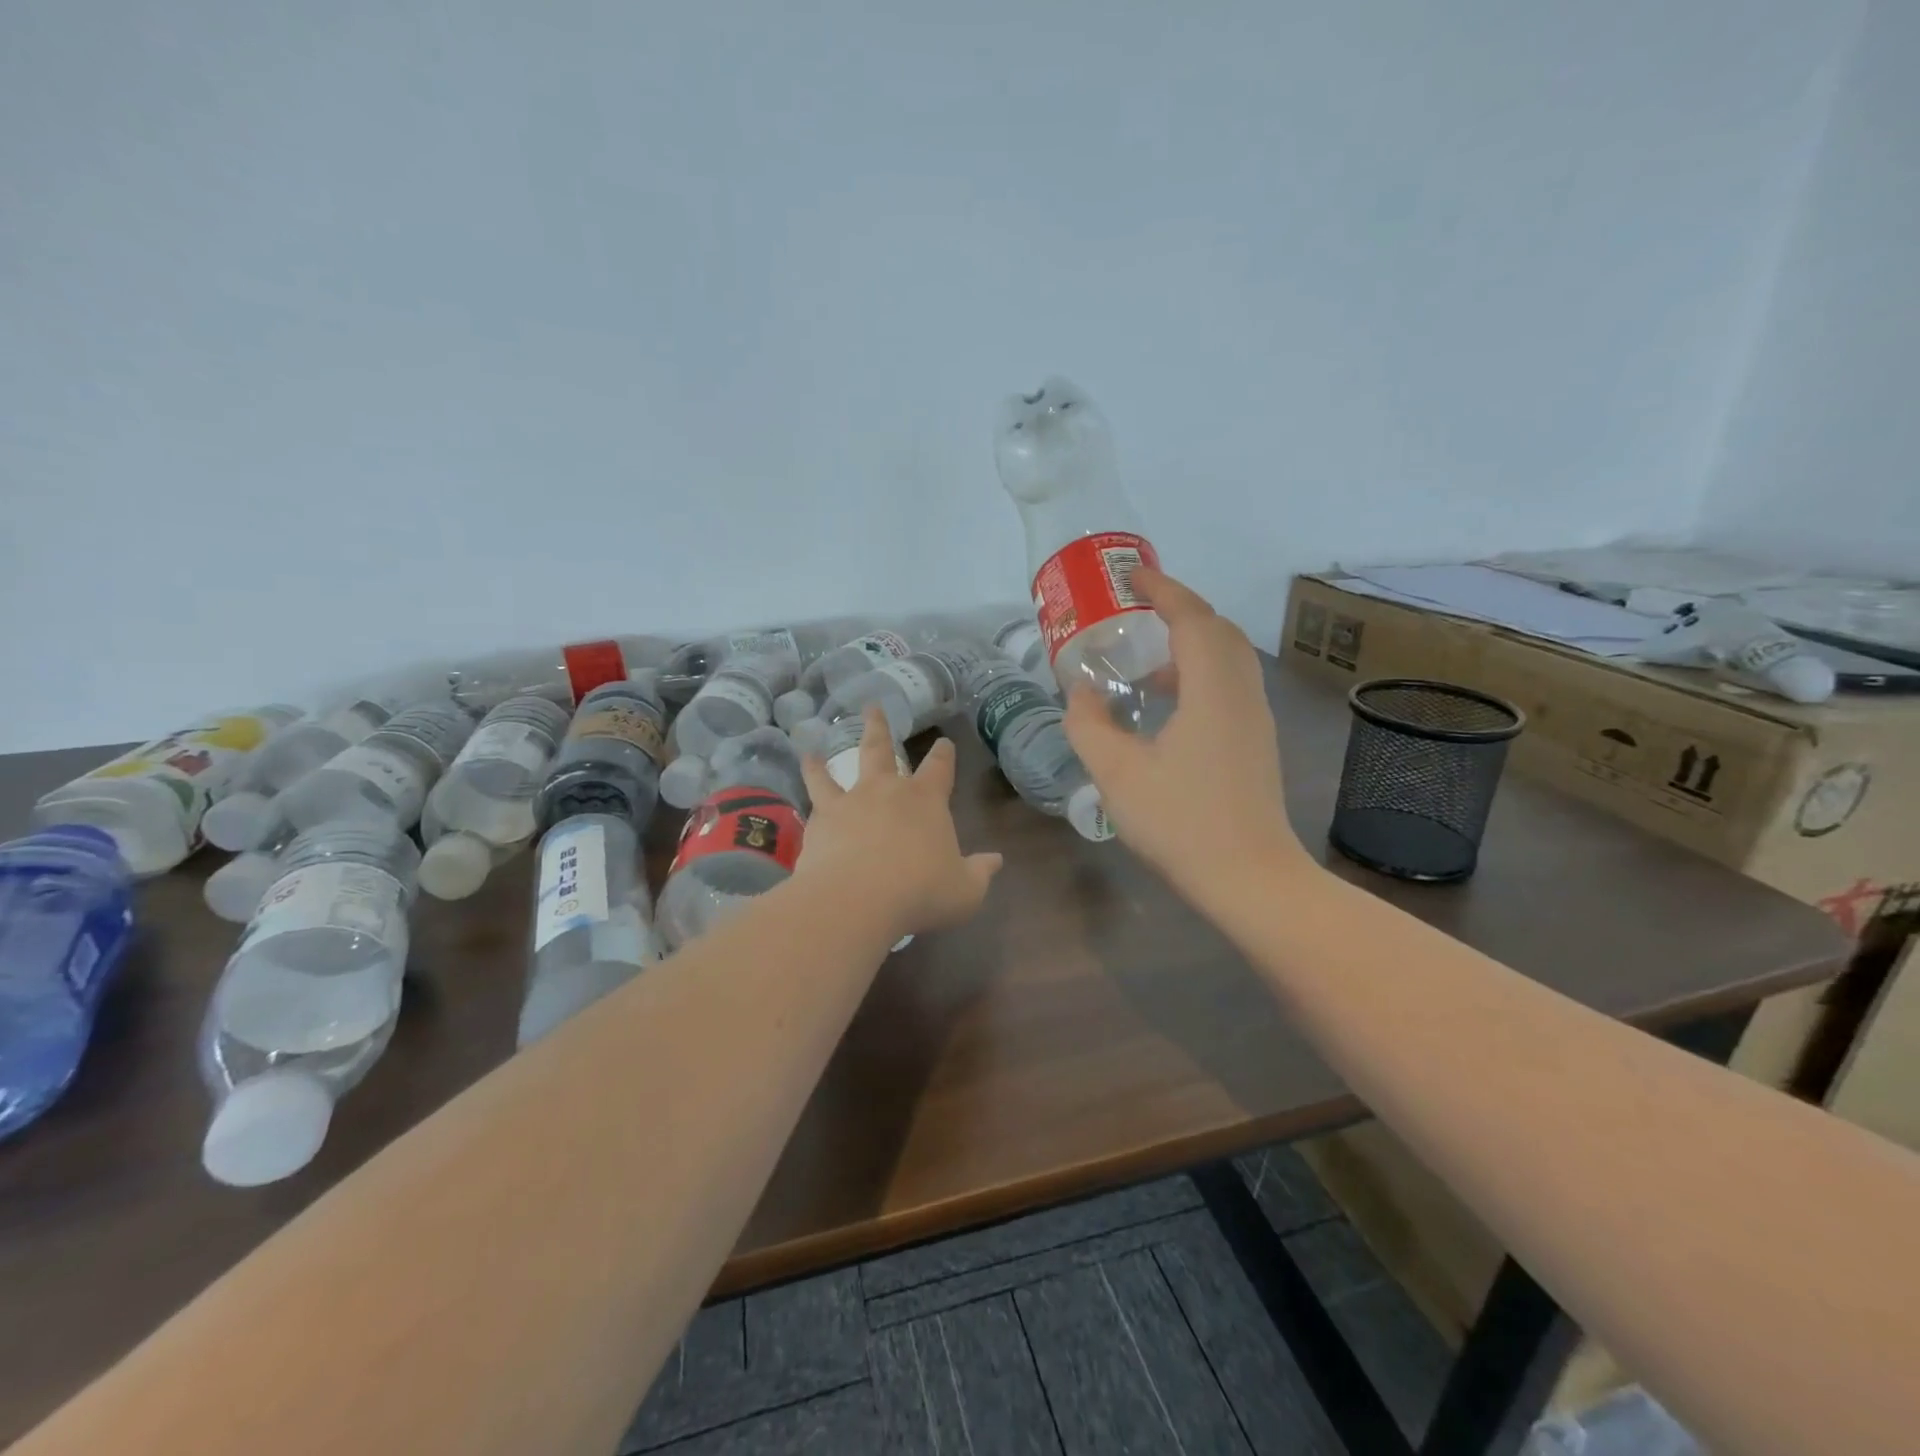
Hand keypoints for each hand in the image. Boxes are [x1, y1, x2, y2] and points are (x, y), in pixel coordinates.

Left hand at [797, 705, 1002, 940]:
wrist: (857, 900)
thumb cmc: (920, 892)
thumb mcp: (964, 890)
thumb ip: (979, 872)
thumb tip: (995, 860)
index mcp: (926, 800)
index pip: (939, 768)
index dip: (944, 754)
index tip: (944, 742)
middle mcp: (886, 791)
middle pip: (881, 750)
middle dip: (879, 727)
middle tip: (872, 706)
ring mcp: (849, 802)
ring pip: (835, 770)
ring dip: (825, 758)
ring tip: (812, 748)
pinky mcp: (820, 821)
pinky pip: (812, 798)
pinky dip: (807, 786)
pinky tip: (802, 793)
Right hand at [1064, 568, 1308, 909]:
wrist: (1250, 878)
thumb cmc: (1182, 822)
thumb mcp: (1117, 773)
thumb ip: (1089, 725)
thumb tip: (1080, 693)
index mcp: (1212, 690)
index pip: (1192, 619)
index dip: (1164, 591)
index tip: (1134, 576)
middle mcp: (1242, 694)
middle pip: (1218, 631)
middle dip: (1180, 612)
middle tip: (1138, 613)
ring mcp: (1255, 720)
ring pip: (1228, 660)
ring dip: (1190, 646)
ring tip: (1144, 665)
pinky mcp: (1257, 743)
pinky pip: (1230, 686)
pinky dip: (1199, 675)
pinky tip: (1166, 708)